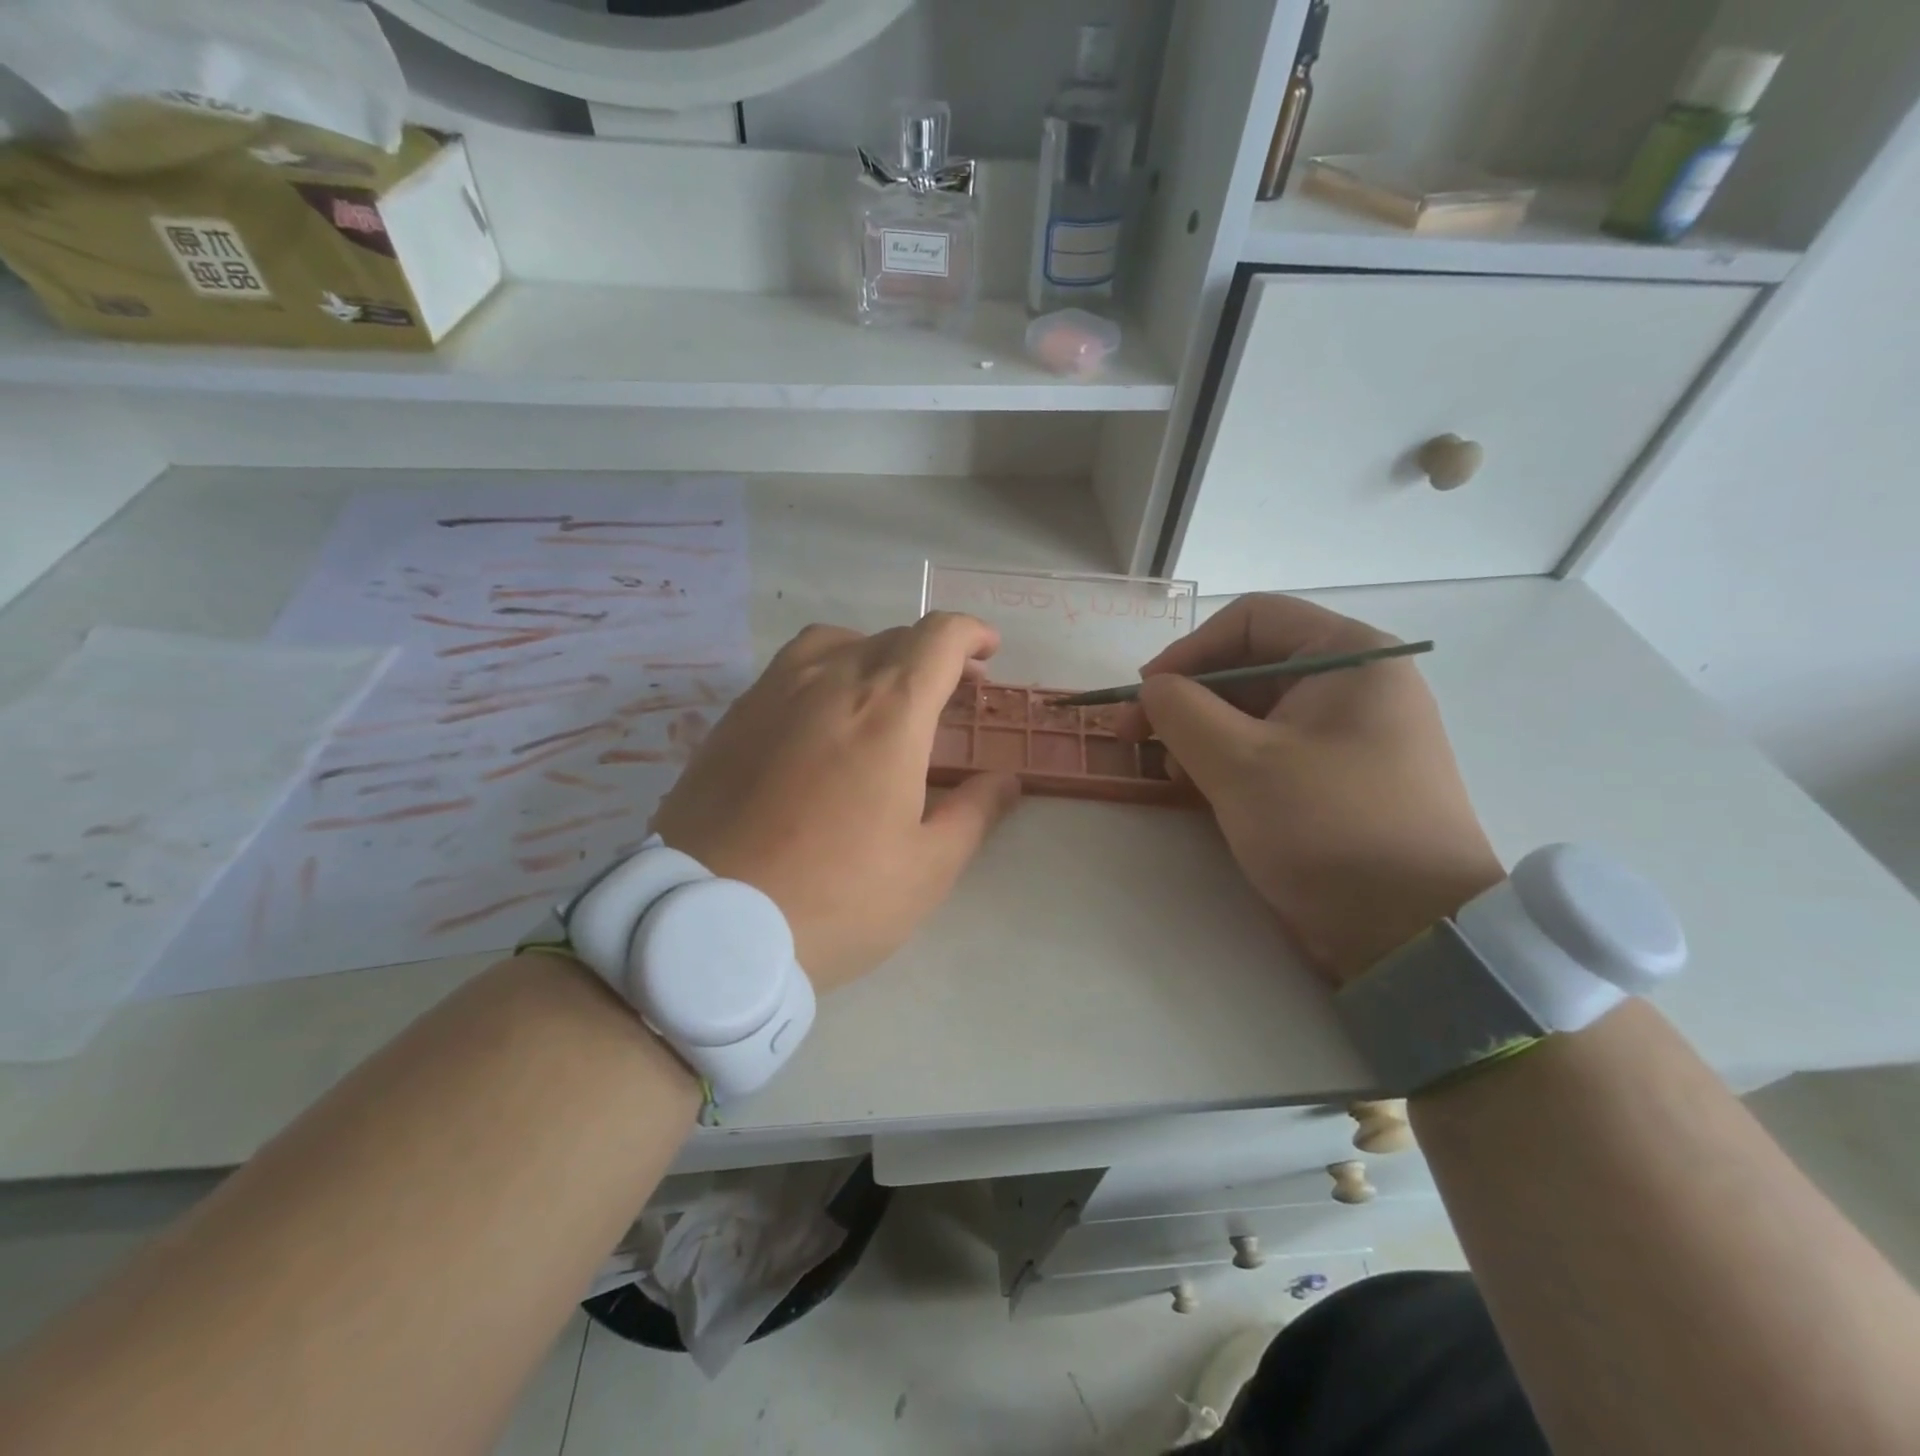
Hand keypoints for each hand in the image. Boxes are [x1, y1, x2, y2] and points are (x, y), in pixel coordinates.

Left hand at [650, 614, 1020, 992]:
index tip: (988, 652)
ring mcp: (772, 694)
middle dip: (933, 655)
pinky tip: (823, 720)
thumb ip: (975, 812)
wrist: (709, 925)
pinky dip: (825, 673)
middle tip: (951, 694)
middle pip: (892, 638)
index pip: (938, 638)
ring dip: (875, 654)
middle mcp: (830, 682)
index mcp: (889, 711)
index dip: (971, 633)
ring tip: (885, 695)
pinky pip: (790, 669)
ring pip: (835, 642)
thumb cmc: (836, 898)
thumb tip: (1005, 780)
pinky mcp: (733, 718)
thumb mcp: (926, 868)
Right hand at [1115, 594, 1503, 984]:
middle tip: (1139, 739)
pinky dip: (1229, 761)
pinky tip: (1201, 790)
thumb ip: (1181, 711)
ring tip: (1170, 774)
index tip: (1145, 694)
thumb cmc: (1328, 828)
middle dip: (1189, 699)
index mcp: (1350, 657)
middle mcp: (1356, 684)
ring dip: (1202, 734)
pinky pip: (1272, 749)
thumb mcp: (1240, 763)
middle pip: (1250, 665)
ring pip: (1257, 711)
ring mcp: (1351, 734)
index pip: (1252, 619)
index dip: (1188, 650)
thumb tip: (1153, 689)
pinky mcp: (1341, 777)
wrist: (1413, 933)